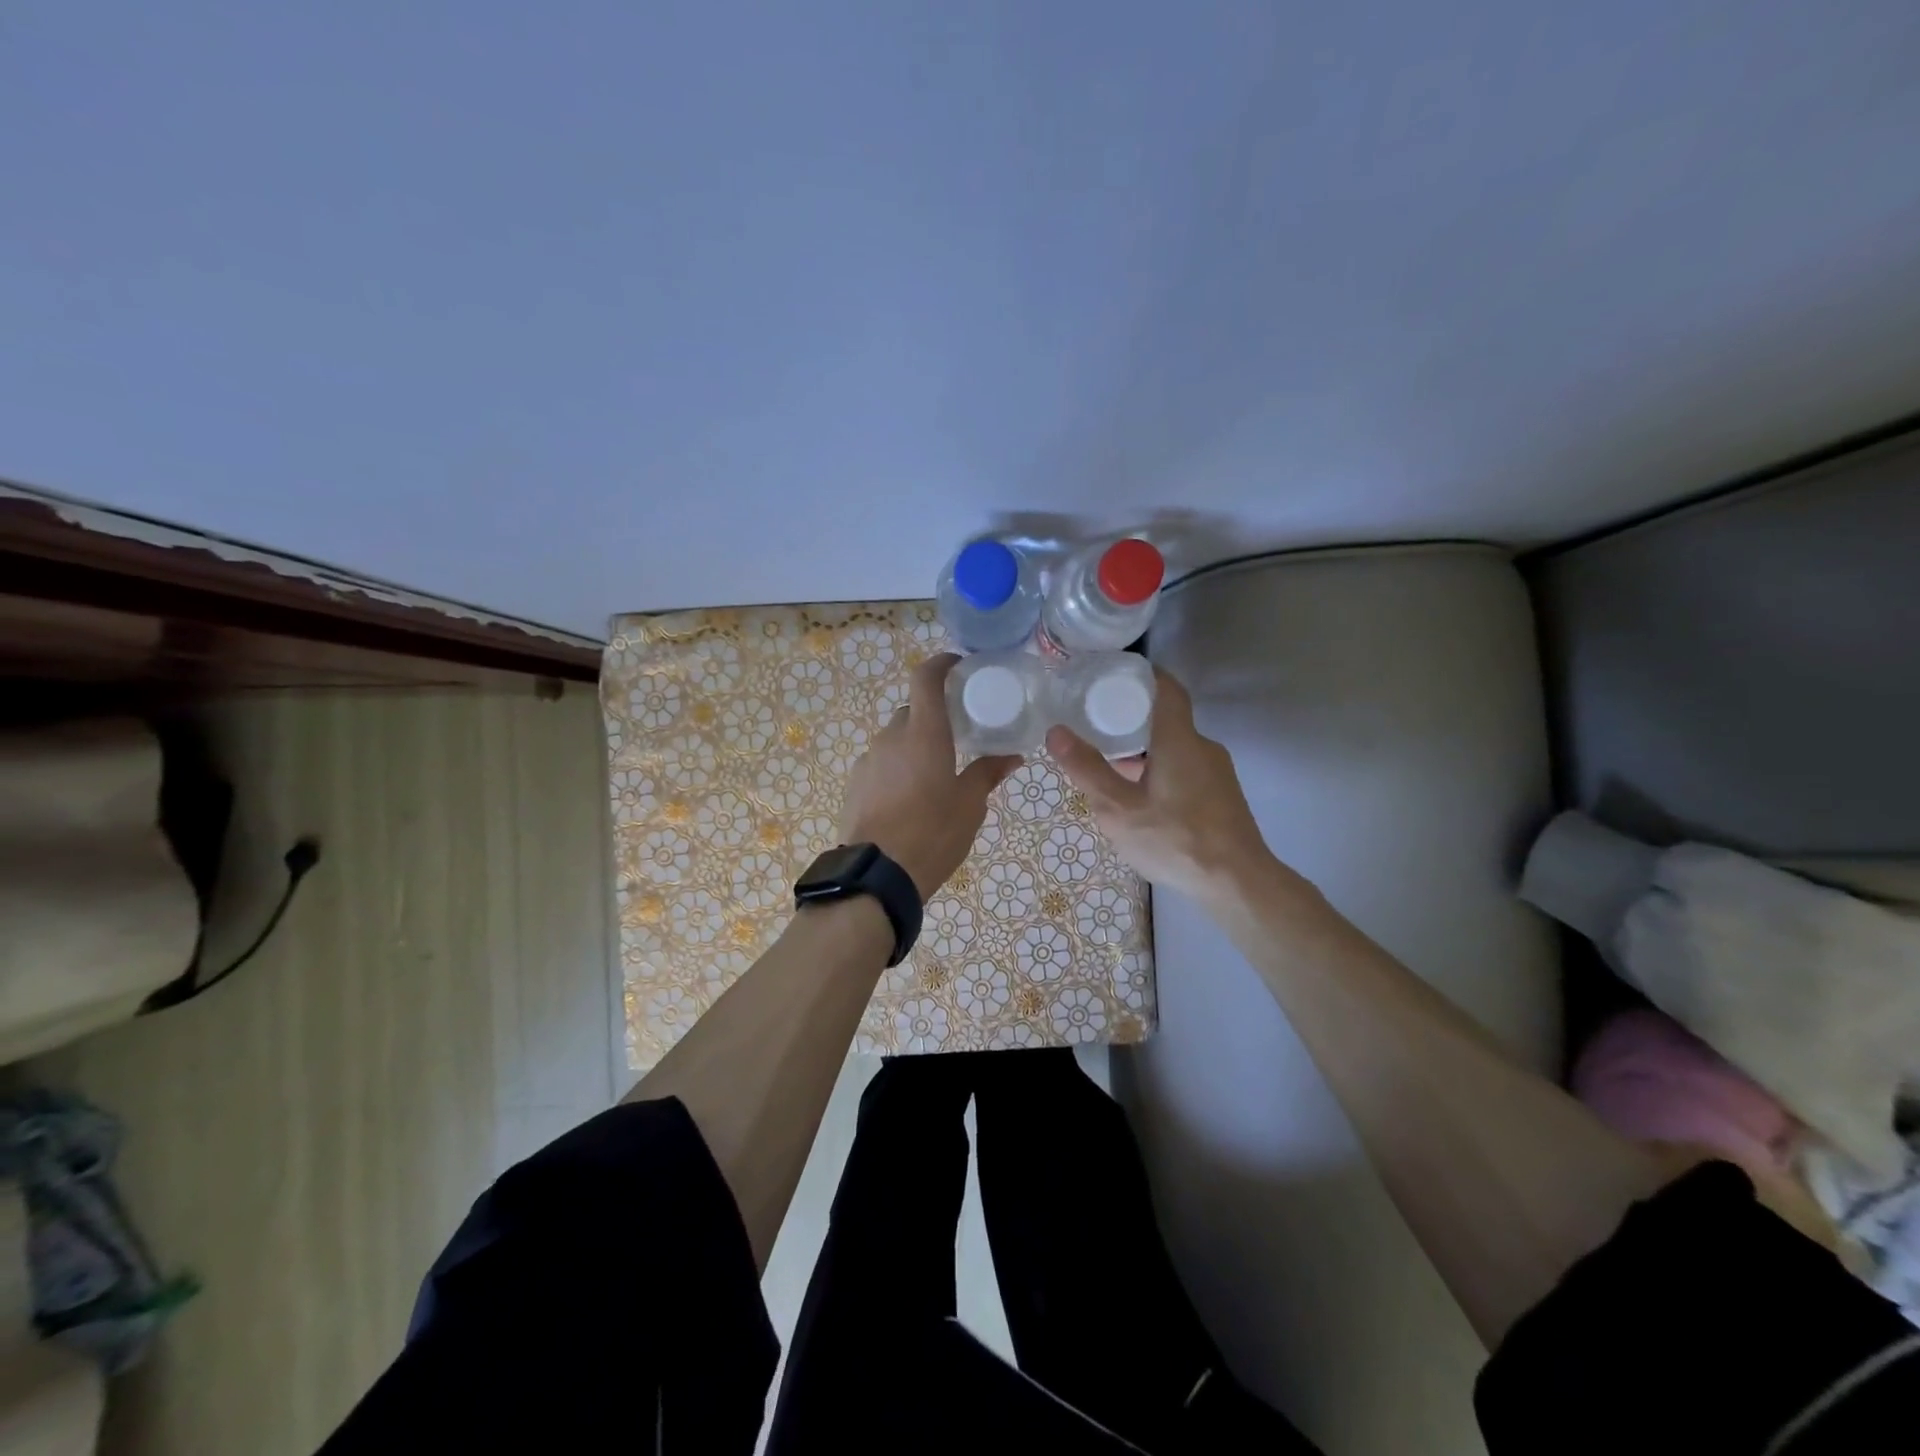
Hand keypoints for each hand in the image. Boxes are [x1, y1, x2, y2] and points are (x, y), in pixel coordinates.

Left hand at [839, 653, 1020, 898]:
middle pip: (912, 712)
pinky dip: (897, 768)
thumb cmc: (933, 833)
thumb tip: (1012, 756)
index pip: (926, 678)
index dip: (941, 664)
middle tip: (956, 736)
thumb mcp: (970, 805)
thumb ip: (988, 774)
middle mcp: (891, 737)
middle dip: (933, 717)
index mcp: (923, 733)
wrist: (877, 875)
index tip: (958, 667)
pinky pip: (881, 764)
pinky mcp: (855, 785)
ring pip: (895, 740)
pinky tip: (909, 798)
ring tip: (934, 775)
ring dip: (914, 746)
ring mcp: (868, 761)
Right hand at [1045, 668, 1278, 902]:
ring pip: (1174, 748)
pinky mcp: (1221, 795)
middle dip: (1130, 718)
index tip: (1111, 675)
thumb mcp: (1118, 809)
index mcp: (1179, 740)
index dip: (1141, 674)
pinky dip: (1159, 769)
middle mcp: (1202, 747)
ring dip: (1143, 750)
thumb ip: (1087, 769)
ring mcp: (1217, 772)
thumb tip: (1056, 731)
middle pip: (1165, 719)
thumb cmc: (1175, 840)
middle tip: (1094, 724)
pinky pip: (1185, 768)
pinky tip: (1139, 797)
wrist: (1237, 883)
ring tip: (1108, 765)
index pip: (1165, 687)